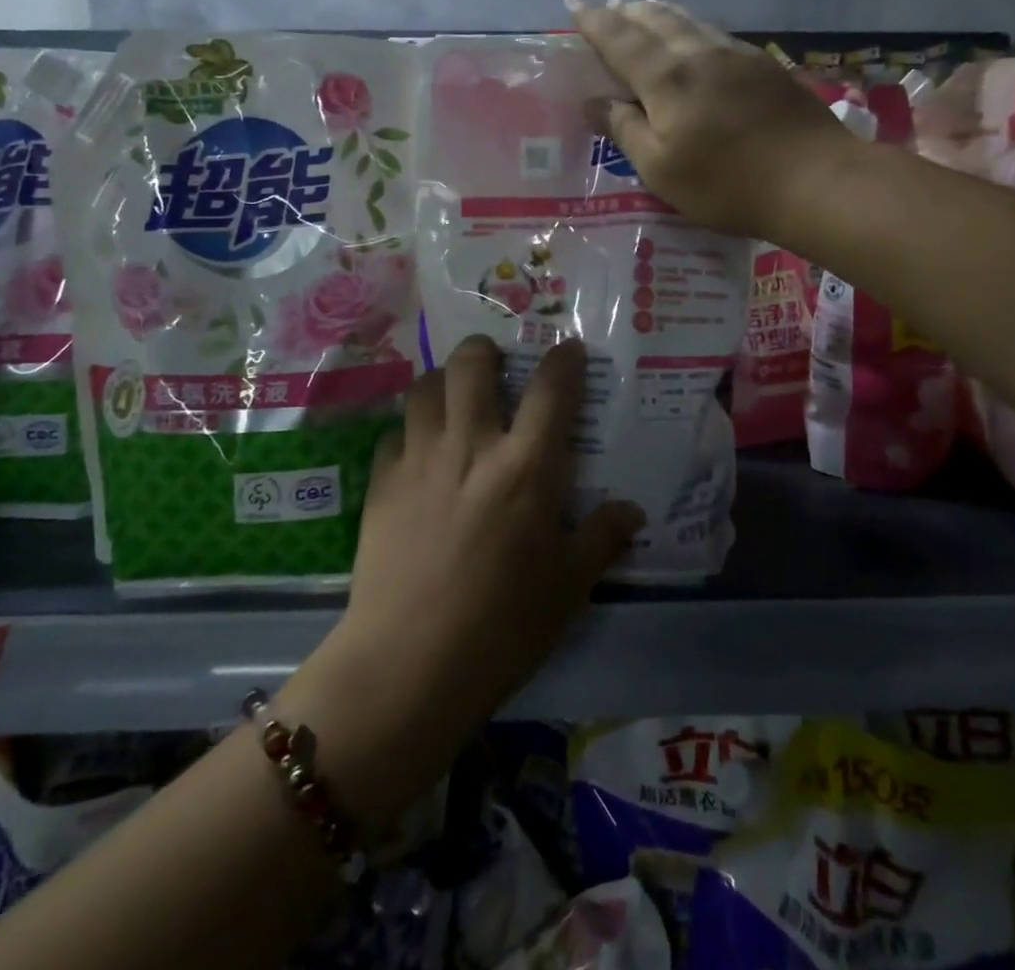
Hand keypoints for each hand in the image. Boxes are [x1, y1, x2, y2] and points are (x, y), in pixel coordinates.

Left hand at [280, 337, 642, 825]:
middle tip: (495, 363)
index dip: (563, 360)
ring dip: (442, 380)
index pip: (551, 389)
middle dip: (485, 350)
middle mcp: (471, 445)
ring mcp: (419, 459)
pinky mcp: (381, 483)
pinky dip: (410, 431)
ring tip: (453, 397)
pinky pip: (394, 433)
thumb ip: (602, 538)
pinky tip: (417, 453)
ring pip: (424, 387)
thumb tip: (633, 512)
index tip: (568, 350)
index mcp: (526, 466)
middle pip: (472, 365)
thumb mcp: (569, 587)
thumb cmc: (503, 626)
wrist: (409, 664)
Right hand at [569, 0, 857, 239]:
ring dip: (660, 12)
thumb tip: (592, 101)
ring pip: (690, 21)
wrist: (814, 179)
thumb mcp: (661, 169)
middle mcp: (699, 54)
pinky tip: (697, 35)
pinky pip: (717, 33)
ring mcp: (737, 55)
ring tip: (644, 7)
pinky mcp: (765, 66)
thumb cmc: (726, 184)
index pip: (620, 40)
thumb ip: (625, 130)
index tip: (574, 4)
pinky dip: (693, 25)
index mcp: (667, 79)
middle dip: (627, 11)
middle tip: (609, 5)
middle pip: (656, 20)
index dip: (594, 21)